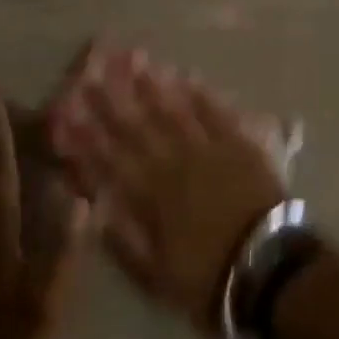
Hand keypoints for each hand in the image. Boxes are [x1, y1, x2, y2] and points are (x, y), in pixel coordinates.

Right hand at [49, 47, 286, 336]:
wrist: (271, 270)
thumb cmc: (210, 279)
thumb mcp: (156, 275)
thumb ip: (123, 240)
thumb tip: (94, 208)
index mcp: (151, 195)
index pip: (110, 157)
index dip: (87, 133)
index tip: (67, 109)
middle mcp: (174, 163)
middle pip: (137, 126)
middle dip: (112, 98)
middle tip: (94, 69)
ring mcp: (208, 150)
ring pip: (174, 110)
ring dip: (152, 86)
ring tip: (134, 59)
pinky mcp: (240, 146)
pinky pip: (216, 113)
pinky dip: (200, 94)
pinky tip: (186, 76)